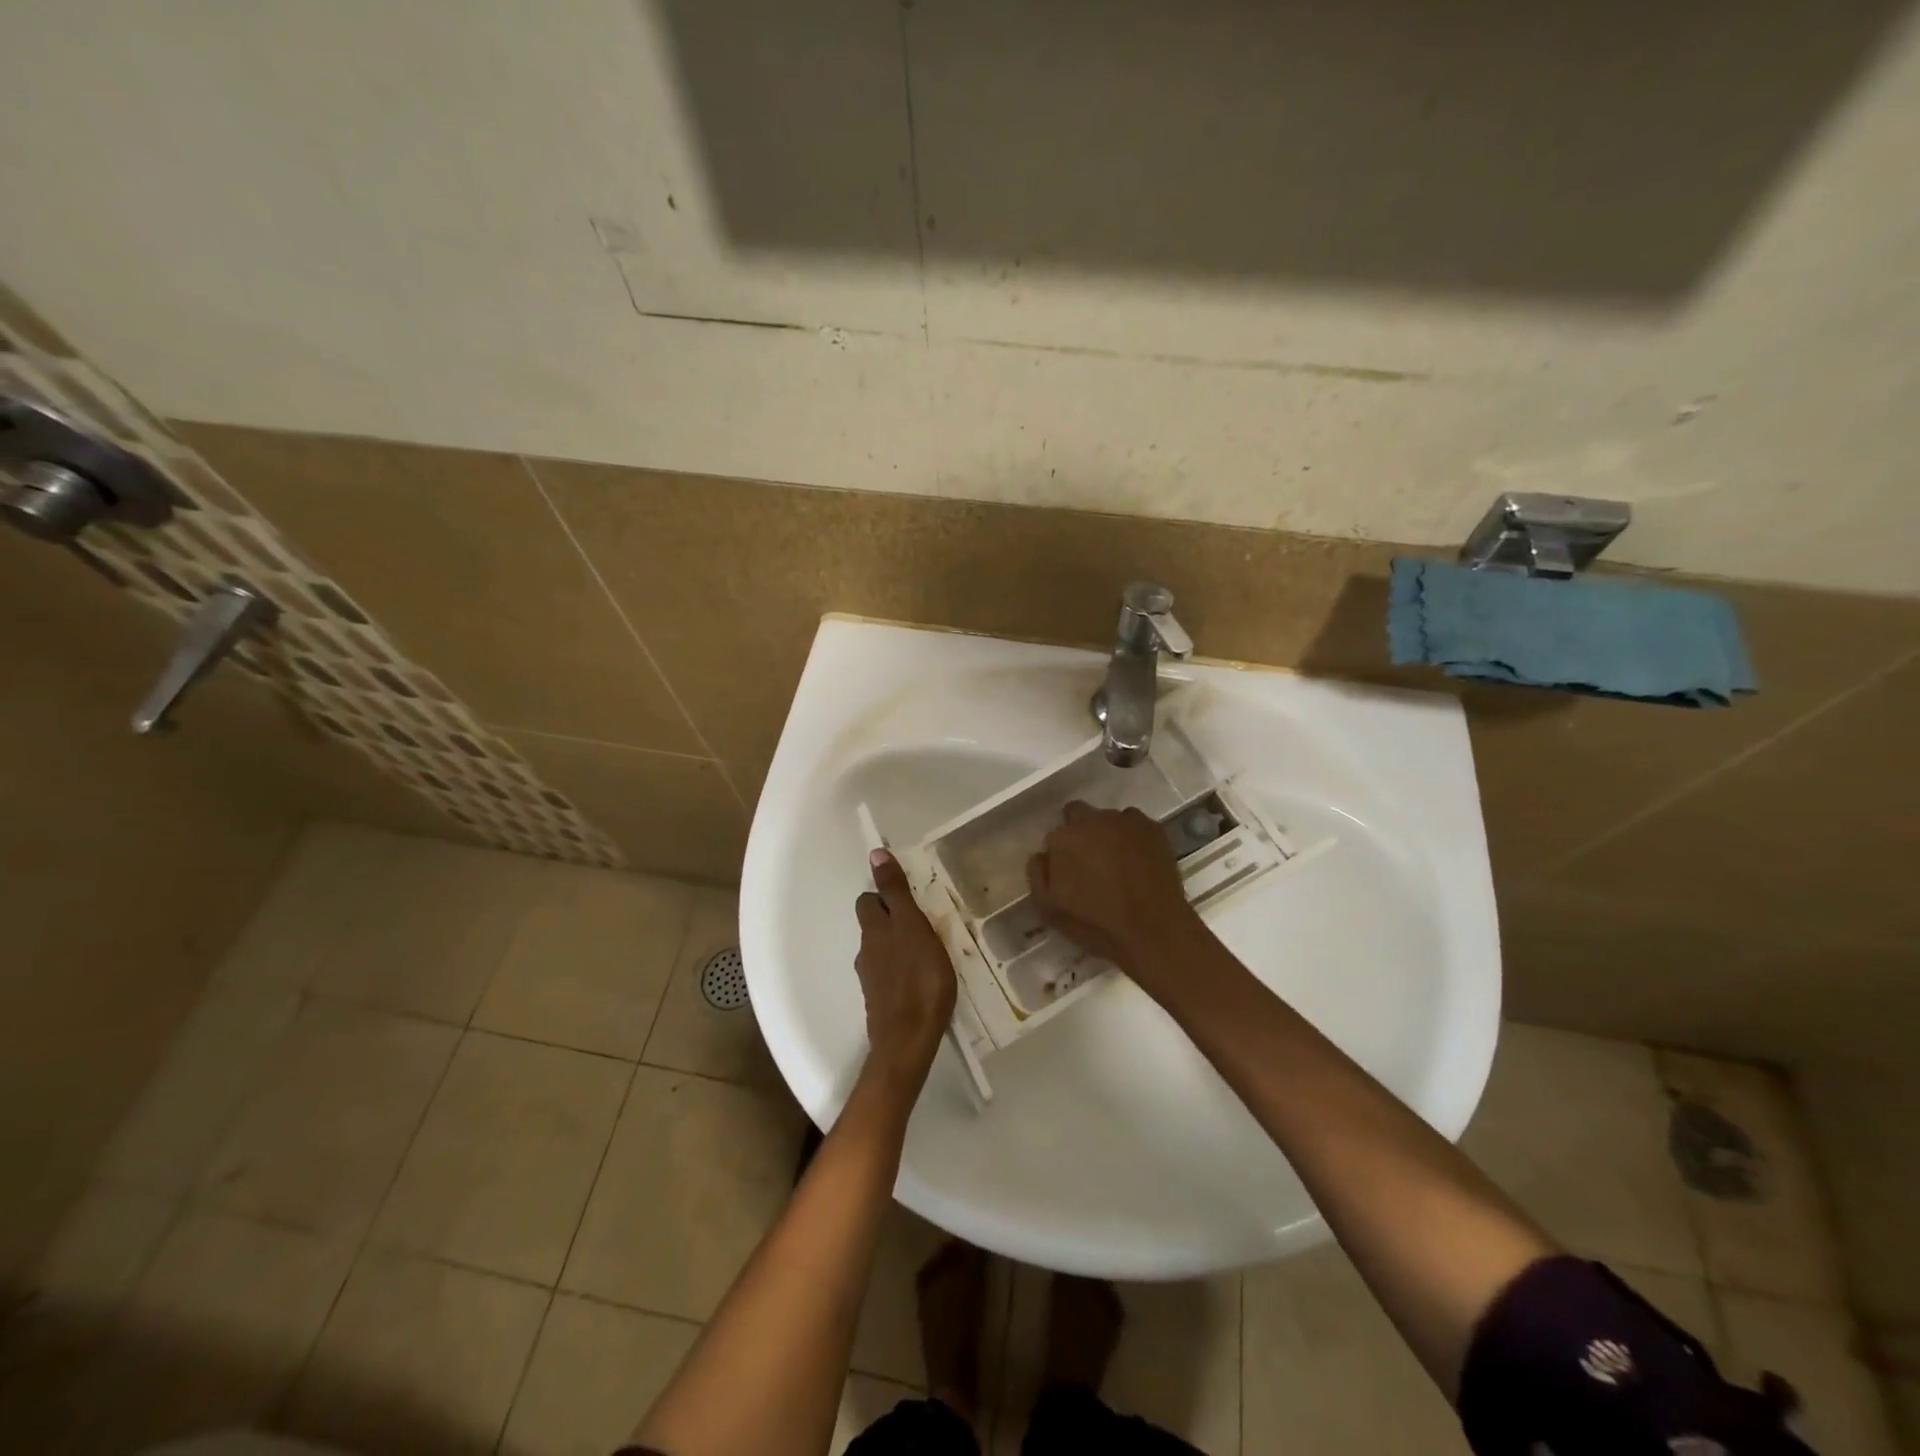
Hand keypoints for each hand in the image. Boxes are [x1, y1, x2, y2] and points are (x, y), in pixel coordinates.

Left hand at [855, 850, 957, 1084]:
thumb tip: (875, 853)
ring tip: (930, 951)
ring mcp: (872, 979)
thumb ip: (896, 892)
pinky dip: (903, 969)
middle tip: (924, 922)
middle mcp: (867, 951)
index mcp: (874, 930)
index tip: (910, 896)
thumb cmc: (918, 978)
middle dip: (892, 919)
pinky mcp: (882, 1002)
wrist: (908, 1040)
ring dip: (900, 945)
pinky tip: (923, 978)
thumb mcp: (912, 926)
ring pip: (882, 950)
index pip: (869, 900)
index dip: (885, 894)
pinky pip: (890, 974)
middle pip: (874, 925)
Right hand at [1027, 802, 1203, 989]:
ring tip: (1118, 862)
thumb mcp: (1049, 908)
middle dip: (1080, 831)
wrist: (1152, 930)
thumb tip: (1042, 854)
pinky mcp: (1153, 828)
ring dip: (1107, 833)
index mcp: (1064, 837)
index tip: (1068, 870)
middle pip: (1078, 813)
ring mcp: (1125, 821)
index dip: (1061, 852)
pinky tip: (1138, 859)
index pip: (1055, 834)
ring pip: (1108, 818)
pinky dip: (1133, 835)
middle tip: (1090, 860)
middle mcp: (1092, 819)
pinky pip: (1135, 823)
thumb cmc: (1096, 923)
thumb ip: (1038, 873)